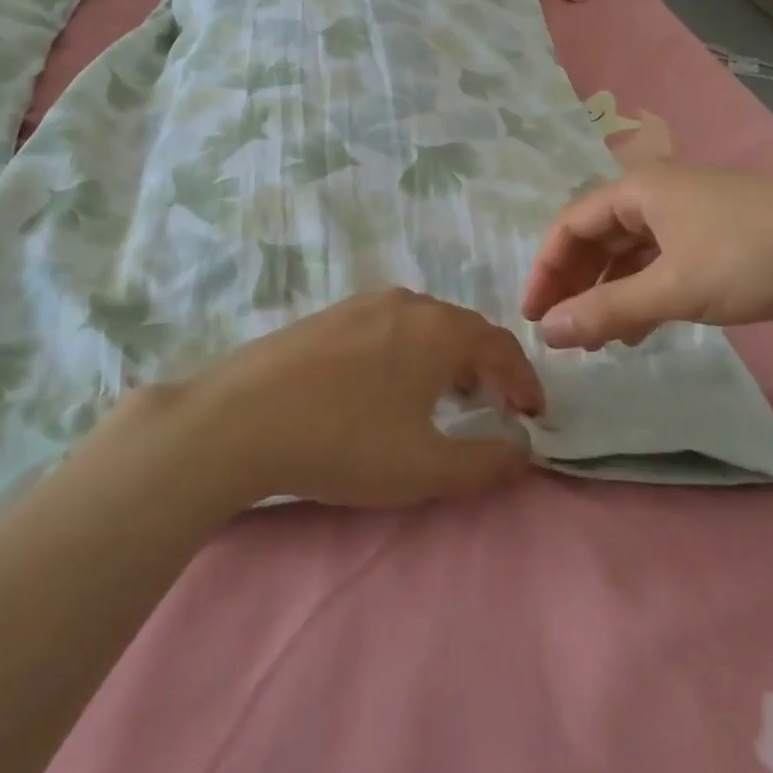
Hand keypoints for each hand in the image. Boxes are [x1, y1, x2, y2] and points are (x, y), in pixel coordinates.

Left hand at [112, 291, 540, 510]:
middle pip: (464, 330)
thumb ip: (486, 462)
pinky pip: (388, 326)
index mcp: (439, 330)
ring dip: (447, 358)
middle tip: (493, 407)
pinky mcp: (328, 315)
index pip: (501, 346)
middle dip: (487, 369)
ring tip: (444, 398)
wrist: (239, 418)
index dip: (524, 381)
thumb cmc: (344, 442)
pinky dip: (409, 351)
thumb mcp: (425, 468)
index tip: (533, 416)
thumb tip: (523, 452)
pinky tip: (387, 385)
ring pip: (424, 325)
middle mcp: (407, 304)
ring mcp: (362, 304)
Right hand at [522, 164, 772, 349]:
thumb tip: (547, 332)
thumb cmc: (758, 258)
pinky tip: (640, 330)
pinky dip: (645, 294)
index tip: (533, 317)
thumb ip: (607, 310)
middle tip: (562, 331)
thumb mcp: (675, 288)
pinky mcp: (722, 240)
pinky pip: (664, 265)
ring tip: (595, 339)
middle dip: (575, 283)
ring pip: (632, 253)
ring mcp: (694, 216)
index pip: (570, 224)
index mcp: (640, 189)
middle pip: (598, 237)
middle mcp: (660, 195)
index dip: (546, 270)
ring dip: (609, 292)